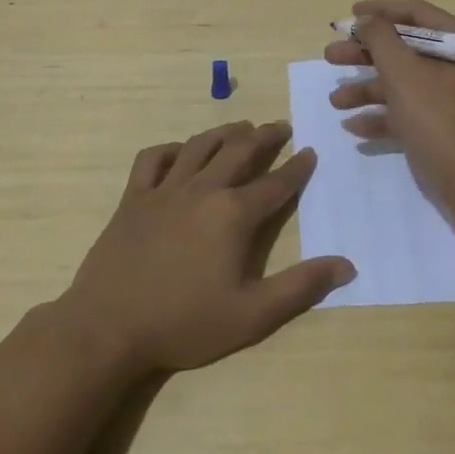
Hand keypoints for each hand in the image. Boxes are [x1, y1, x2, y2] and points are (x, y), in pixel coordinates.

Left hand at [57, 121, 354, 375]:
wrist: (108, 327)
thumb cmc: (184, 323)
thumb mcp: (252, 315)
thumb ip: (300, 287)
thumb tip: (346, 265)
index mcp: (233, 214)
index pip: (276, 183)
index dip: (297, 167)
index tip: (310, 151)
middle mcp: (203, 190)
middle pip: (239, 151)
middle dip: (264, 136)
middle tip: (281, 126)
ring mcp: (164, 190)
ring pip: (199, 146)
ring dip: (223, 132)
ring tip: (240, 126)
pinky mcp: (133, 198)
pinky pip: (152, 159)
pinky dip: (170, 149)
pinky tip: (179, 152)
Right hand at [324, 0, 454, 203]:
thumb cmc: (440, 120)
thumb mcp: (404, 73)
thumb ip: (380, 39)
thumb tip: (367, 20)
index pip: (416, 13)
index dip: (380, 12)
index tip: (348, 16)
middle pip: (404, 49)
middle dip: (365, 54)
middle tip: (330, 56)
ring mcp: (451, 98)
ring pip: (401, 83)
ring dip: (366, 89)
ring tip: (335, 101)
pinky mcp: (442, 127)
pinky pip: (406, 112)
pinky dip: (381, 116)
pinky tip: (353, 126)